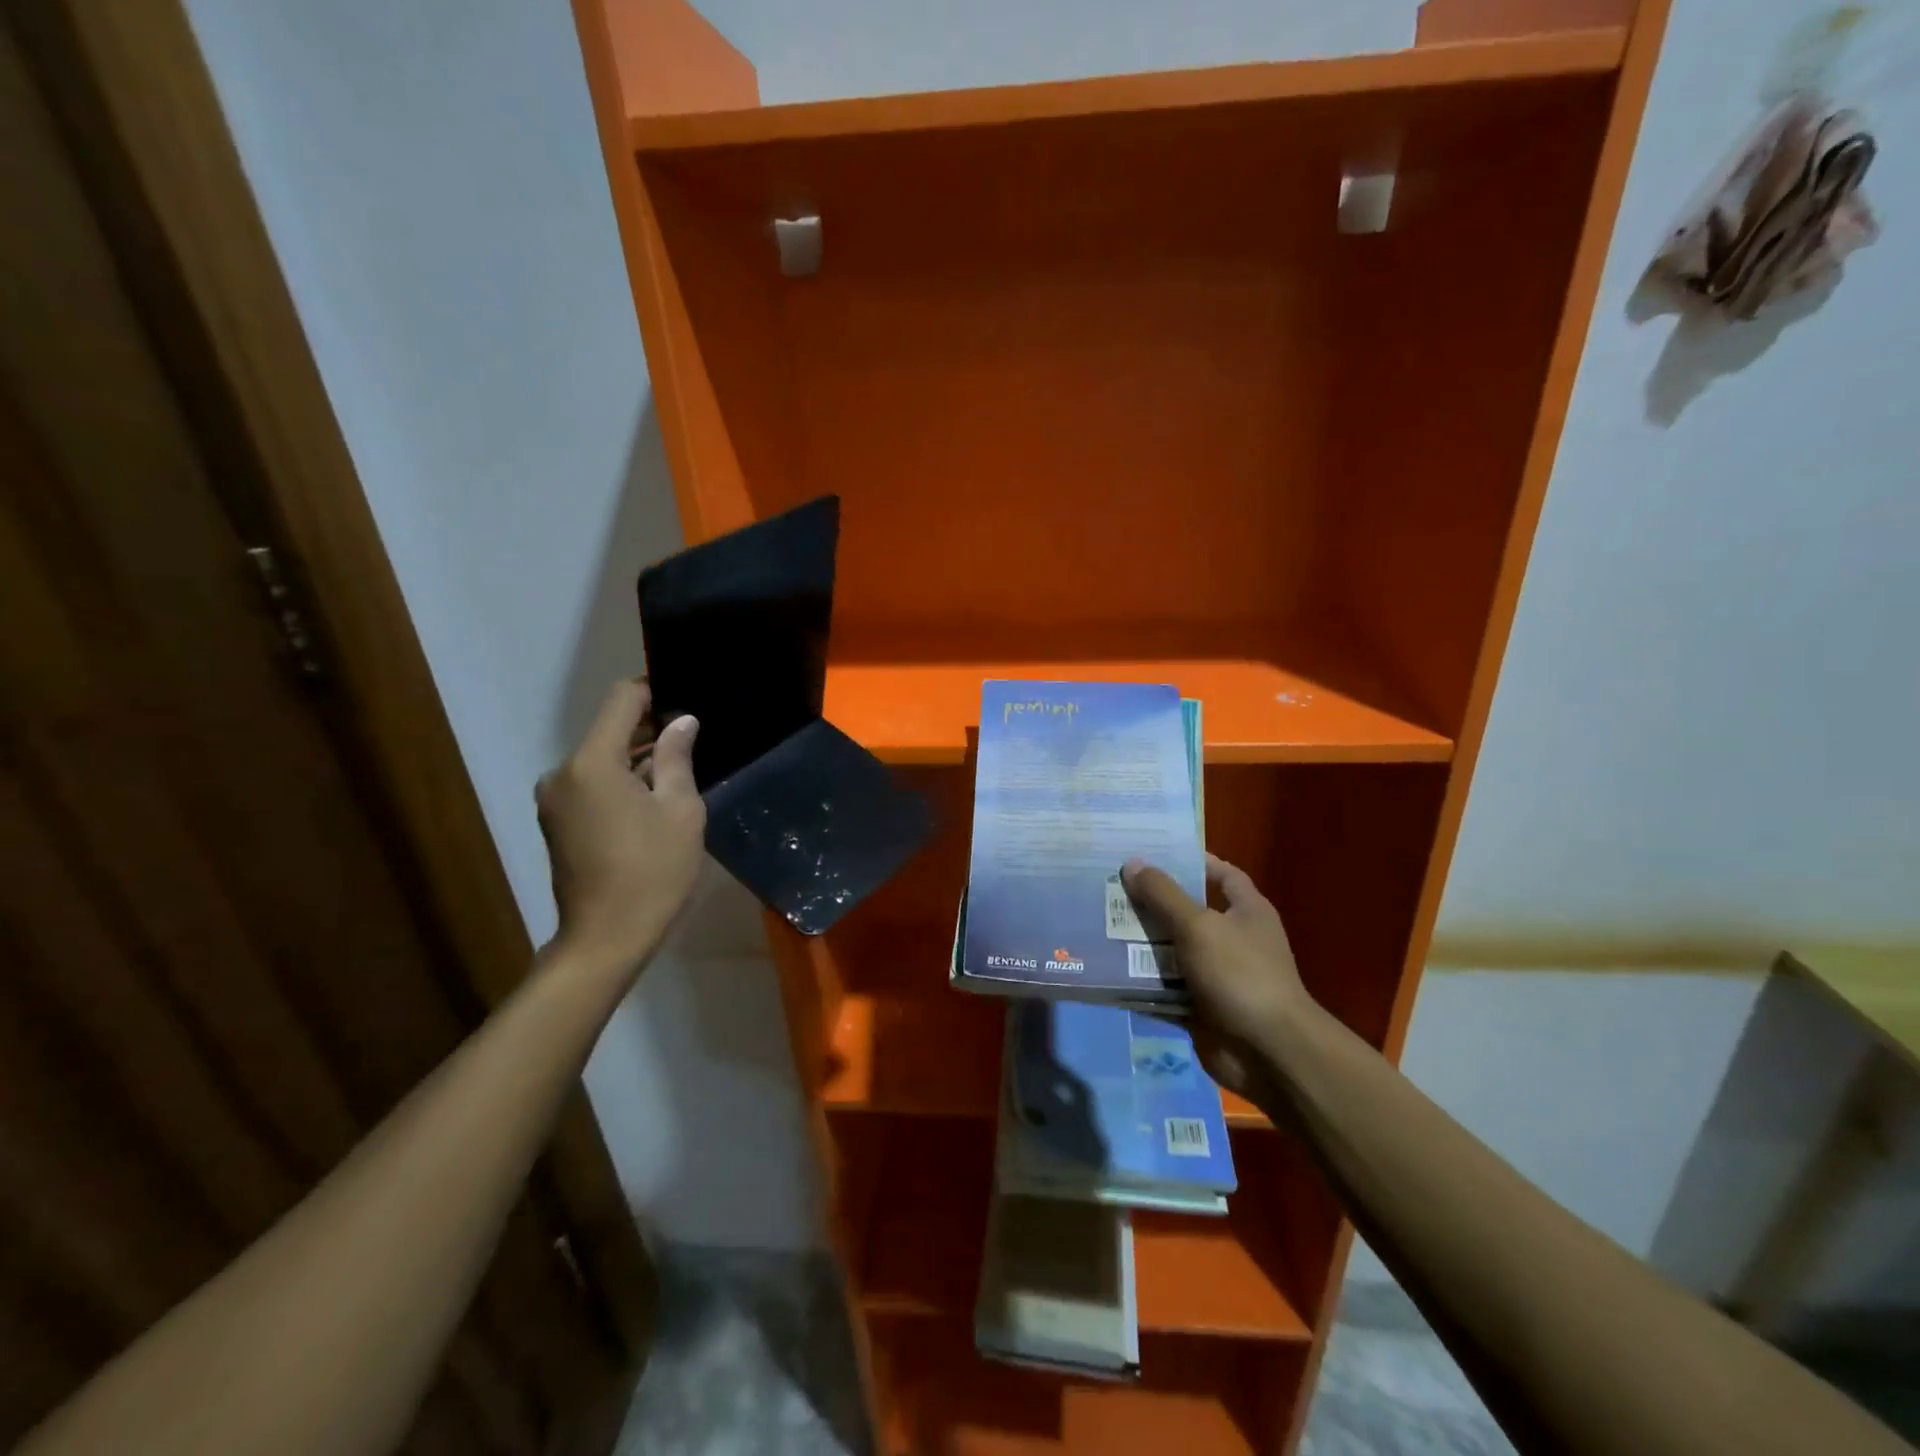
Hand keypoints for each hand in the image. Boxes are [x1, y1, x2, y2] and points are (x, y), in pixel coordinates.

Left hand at [537, 680, 704, 976]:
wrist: (605, 939)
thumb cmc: (652, 871)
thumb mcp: (680, 810)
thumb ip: (676, 757)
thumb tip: (681, 721)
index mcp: (592, 762)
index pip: (621, 701)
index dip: (654, 691)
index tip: (685, 699)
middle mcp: (562, 772)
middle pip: (608, 730)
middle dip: (649, 728)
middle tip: (692, 739)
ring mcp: (554, 799)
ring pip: (600, 759)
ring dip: (635, 758)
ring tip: (677, 770)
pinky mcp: (556, 822)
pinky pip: (591, 784)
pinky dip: (619, 781)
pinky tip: (651, 799)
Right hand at [1121, 854, 1314, 1098]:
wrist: (1268, 1052)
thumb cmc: (1240, 974)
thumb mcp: (1199, 926)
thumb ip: (1164, 895)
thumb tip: (1133, 863)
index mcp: (1246, 911)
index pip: (1221, 874)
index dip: (1191, 861)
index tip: (1151, 853)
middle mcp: (1232, 939)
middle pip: (1186, 912)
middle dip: (1151, 902)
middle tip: (1109, 886)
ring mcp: (1215, 975)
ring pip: (1170, 951)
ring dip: (1139, 943)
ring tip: (1098, 923)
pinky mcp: (1198, 1006)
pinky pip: (1163, 988)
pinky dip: (1139, 982)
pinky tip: (1106, 968)